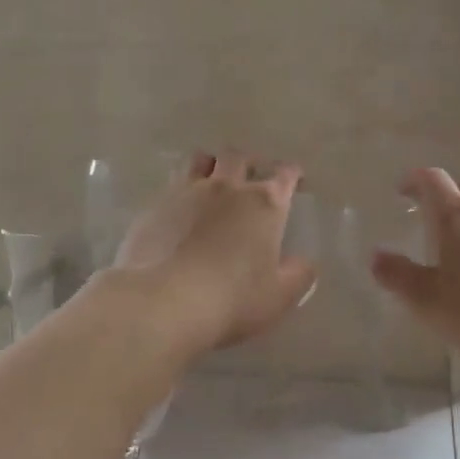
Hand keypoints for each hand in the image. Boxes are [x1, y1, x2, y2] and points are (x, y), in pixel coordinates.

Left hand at [110, 151, 316, 354]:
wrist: (165, 301)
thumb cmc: (233, 299)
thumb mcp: (280, 296)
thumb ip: (298, 275)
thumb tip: (305, 262)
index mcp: (264, 203)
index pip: (284, 175)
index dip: (292, 174)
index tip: (294, 180)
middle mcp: (227, 187)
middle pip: (238, 157)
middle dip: (248, 163)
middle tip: (250, 177)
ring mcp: (187, 192)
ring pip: (199, 160)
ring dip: (209, 165)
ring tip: (211, 181)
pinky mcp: (155, 206)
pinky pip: (170, 185)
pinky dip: (179, 192)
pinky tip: (178, 210)